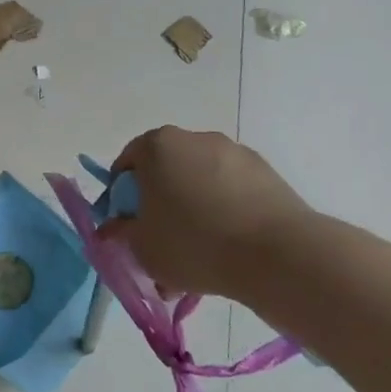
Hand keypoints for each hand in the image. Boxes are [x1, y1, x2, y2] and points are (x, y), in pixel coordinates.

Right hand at [102, 127, 313, 299]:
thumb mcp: (142, 247)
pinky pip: (231, 191)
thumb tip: (113, 227)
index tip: (126, 226)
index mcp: (157, 146)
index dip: (120, 196)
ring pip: (200, 182)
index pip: (127, 164)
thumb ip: (121, 233)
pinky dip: (224, 211)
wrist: (276, 254)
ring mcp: (234, 152)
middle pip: (165, 170)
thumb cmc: (193, 243)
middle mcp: (194, 138)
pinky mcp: (265, 172)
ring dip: (193, 208)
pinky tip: (228, 248)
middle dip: (159, 202)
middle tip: (161, 240)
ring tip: (198, 253)